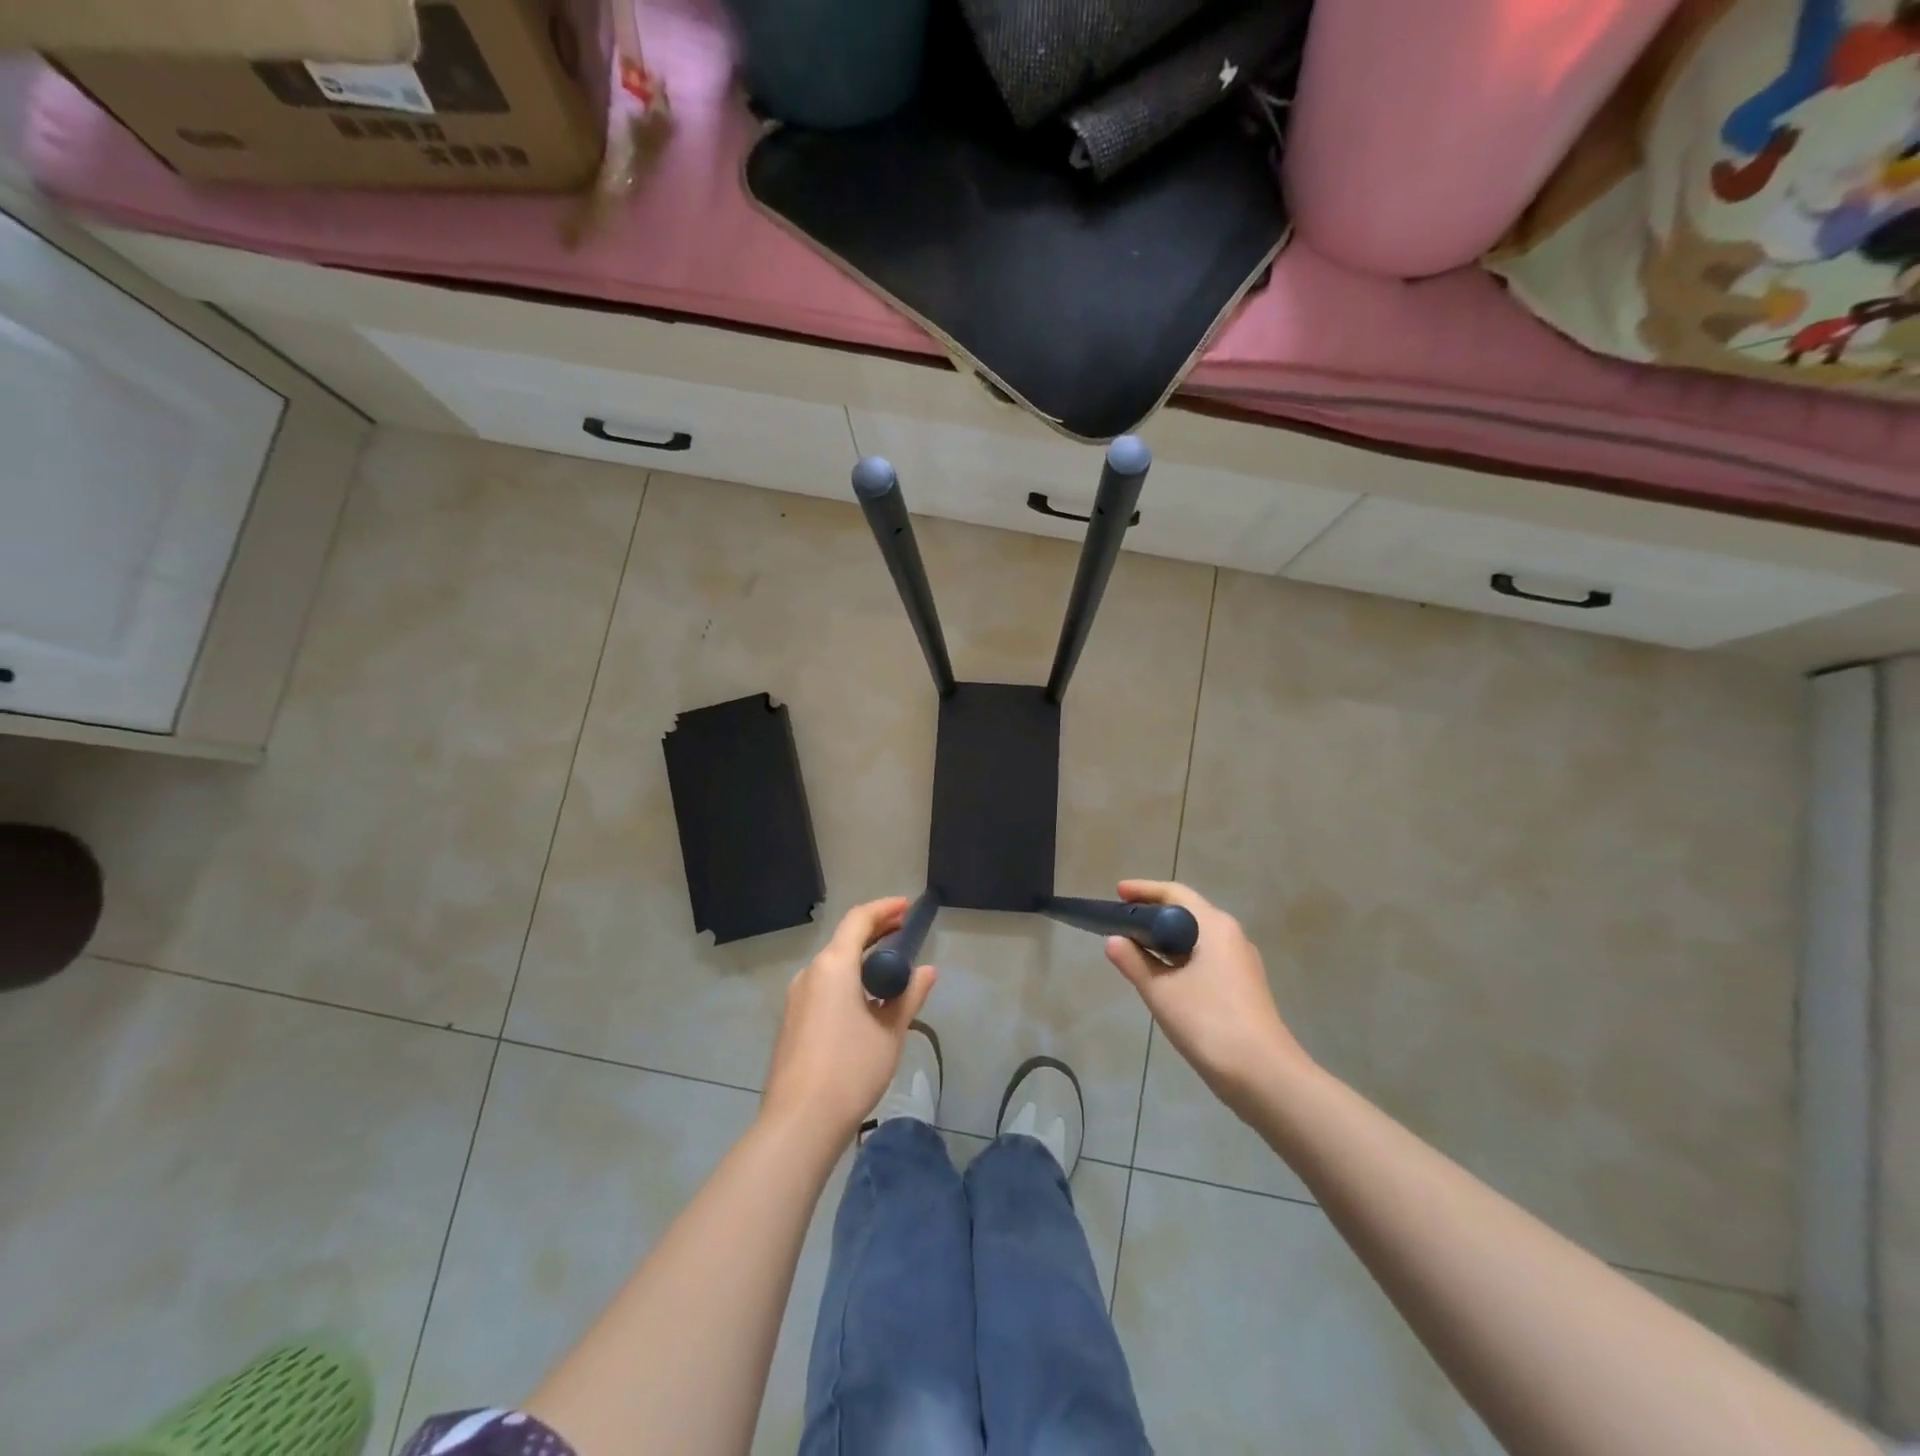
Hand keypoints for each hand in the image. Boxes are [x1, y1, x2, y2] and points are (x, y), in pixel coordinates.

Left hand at [762, 897, 936, 1141]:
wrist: (799, 1121)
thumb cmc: (851, 1069)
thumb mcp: (890, 1031)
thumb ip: (909, 995)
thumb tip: (928, 971)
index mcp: (833, 965)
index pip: (859, 920)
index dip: (884, 909)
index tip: (907, 908)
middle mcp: (810, 973)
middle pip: (844, 940)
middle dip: (875, 931)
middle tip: (904, 931)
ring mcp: (796, 998)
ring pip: (833, 965)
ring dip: (861, 958)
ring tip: (890, 968)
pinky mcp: (792, 1021)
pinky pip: (823, 986)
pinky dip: (847, 979)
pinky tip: (865, 1000)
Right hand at [1105, 879, 1310, 1114]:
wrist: (1264, 1075)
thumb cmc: (1209, 1022)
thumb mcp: (1161, 991)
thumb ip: (1133, 962)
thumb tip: (1113, 940)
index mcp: (1214, 926)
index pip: (1175, 893)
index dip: (1144, 890)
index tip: (1117, 893)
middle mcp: (1231, 936)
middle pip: (1188, 912)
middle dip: (1153, 913)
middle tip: (1121, 920)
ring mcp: (1241, 962)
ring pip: (1197, 938)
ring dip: (1166, 938)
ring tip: (1135, 947)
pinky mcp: (1243, 987)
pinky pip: (1205, 958)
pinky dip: (1180, 958)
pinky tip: (1162, 976)